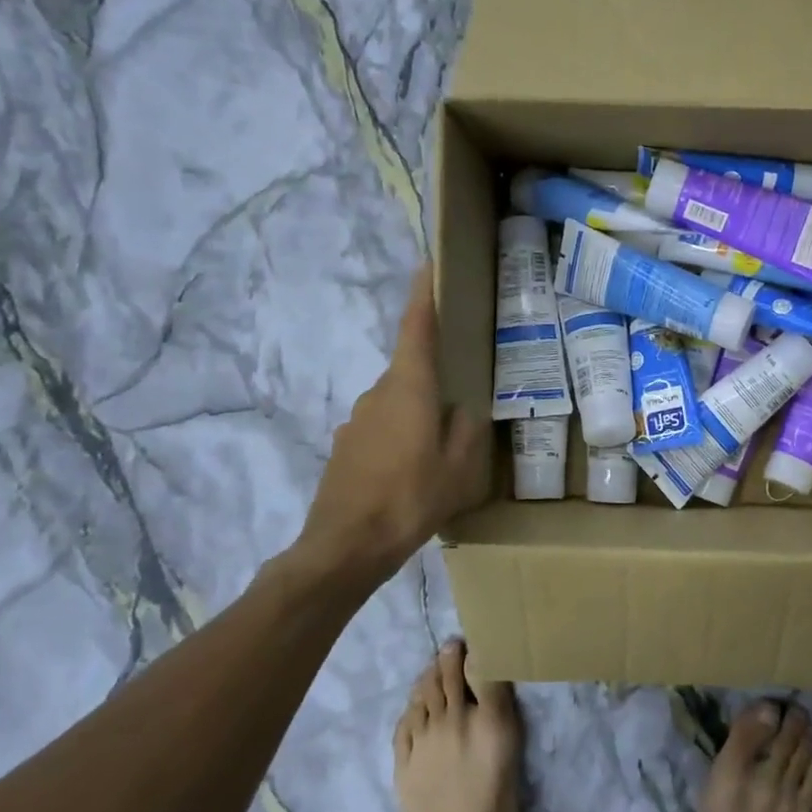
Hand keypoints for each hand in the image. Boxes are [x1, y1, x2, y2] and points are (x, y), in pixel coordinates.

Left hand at [286, 267, 488, 585]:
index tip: (427, 265)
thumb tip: (462, 408)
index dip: (422, 294)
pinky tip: (410, 472)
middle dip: (434, 378)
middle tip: (460, 401)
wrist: (345, 546)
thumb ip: (467, 429)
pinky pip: (380, 429)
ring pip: (396, 403)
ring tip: (438, 450)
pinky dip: (398, 438)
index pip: (415, 327)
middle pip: (409, 370)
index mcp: (408, 388)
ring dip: (417, 414)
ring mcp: (355, 420)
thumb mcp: (459, 467)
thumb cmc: (411, 497)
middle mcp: (377, 394)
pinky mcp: (344, 446)